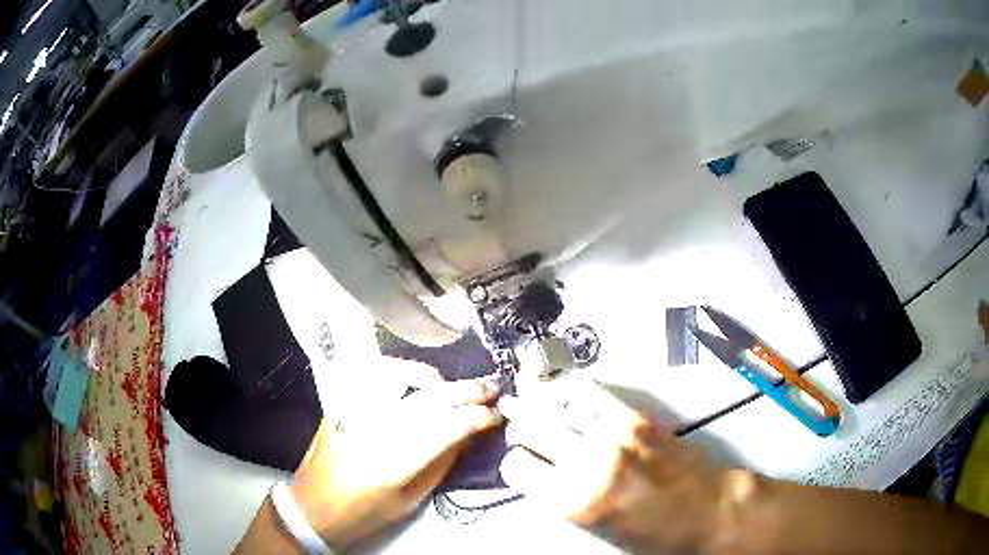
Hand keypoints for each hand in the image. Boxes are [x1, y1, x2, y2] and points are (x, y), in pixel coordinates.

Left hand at [290, 373, 502, 549]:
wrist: (314, 506)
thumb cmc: (363, 512)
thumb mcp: (410, 499)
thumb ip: (441, 464)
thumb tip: (469, 436)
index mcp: (391, 463)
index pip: (445, 428)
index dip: (477, 417)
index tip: (495, 415)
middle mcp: (370, 430)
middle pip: (427, 398)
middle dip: (465, 391)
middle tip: (490, 387)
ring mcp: (350, 411)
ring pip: (398, 377)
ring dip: (432, 377)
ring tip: (450, 386)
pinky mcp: (338, 403)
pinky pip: (370, 373)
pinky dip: (396, 370)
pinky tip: (411, 378)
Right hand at [499, 382, 731, 552]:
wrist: (707, 510)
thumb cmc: (652, 535)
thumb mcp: (596, 529)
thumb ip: (562, 500)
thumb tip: (540, 474)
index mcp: (573, 501)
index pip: (517, 467)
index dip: (516, 465)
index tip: (523, 465)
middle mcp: (587, 462)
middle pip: (531, 429)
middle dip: (521, 430)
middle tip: (522, 431)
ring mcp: (613, 434)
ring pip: (555, 405)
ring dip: (540, 406)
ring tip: (533, 406)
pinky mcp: (635, 416)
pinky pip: (591, 394)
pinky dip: (572, 393)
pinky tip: (566, 396)